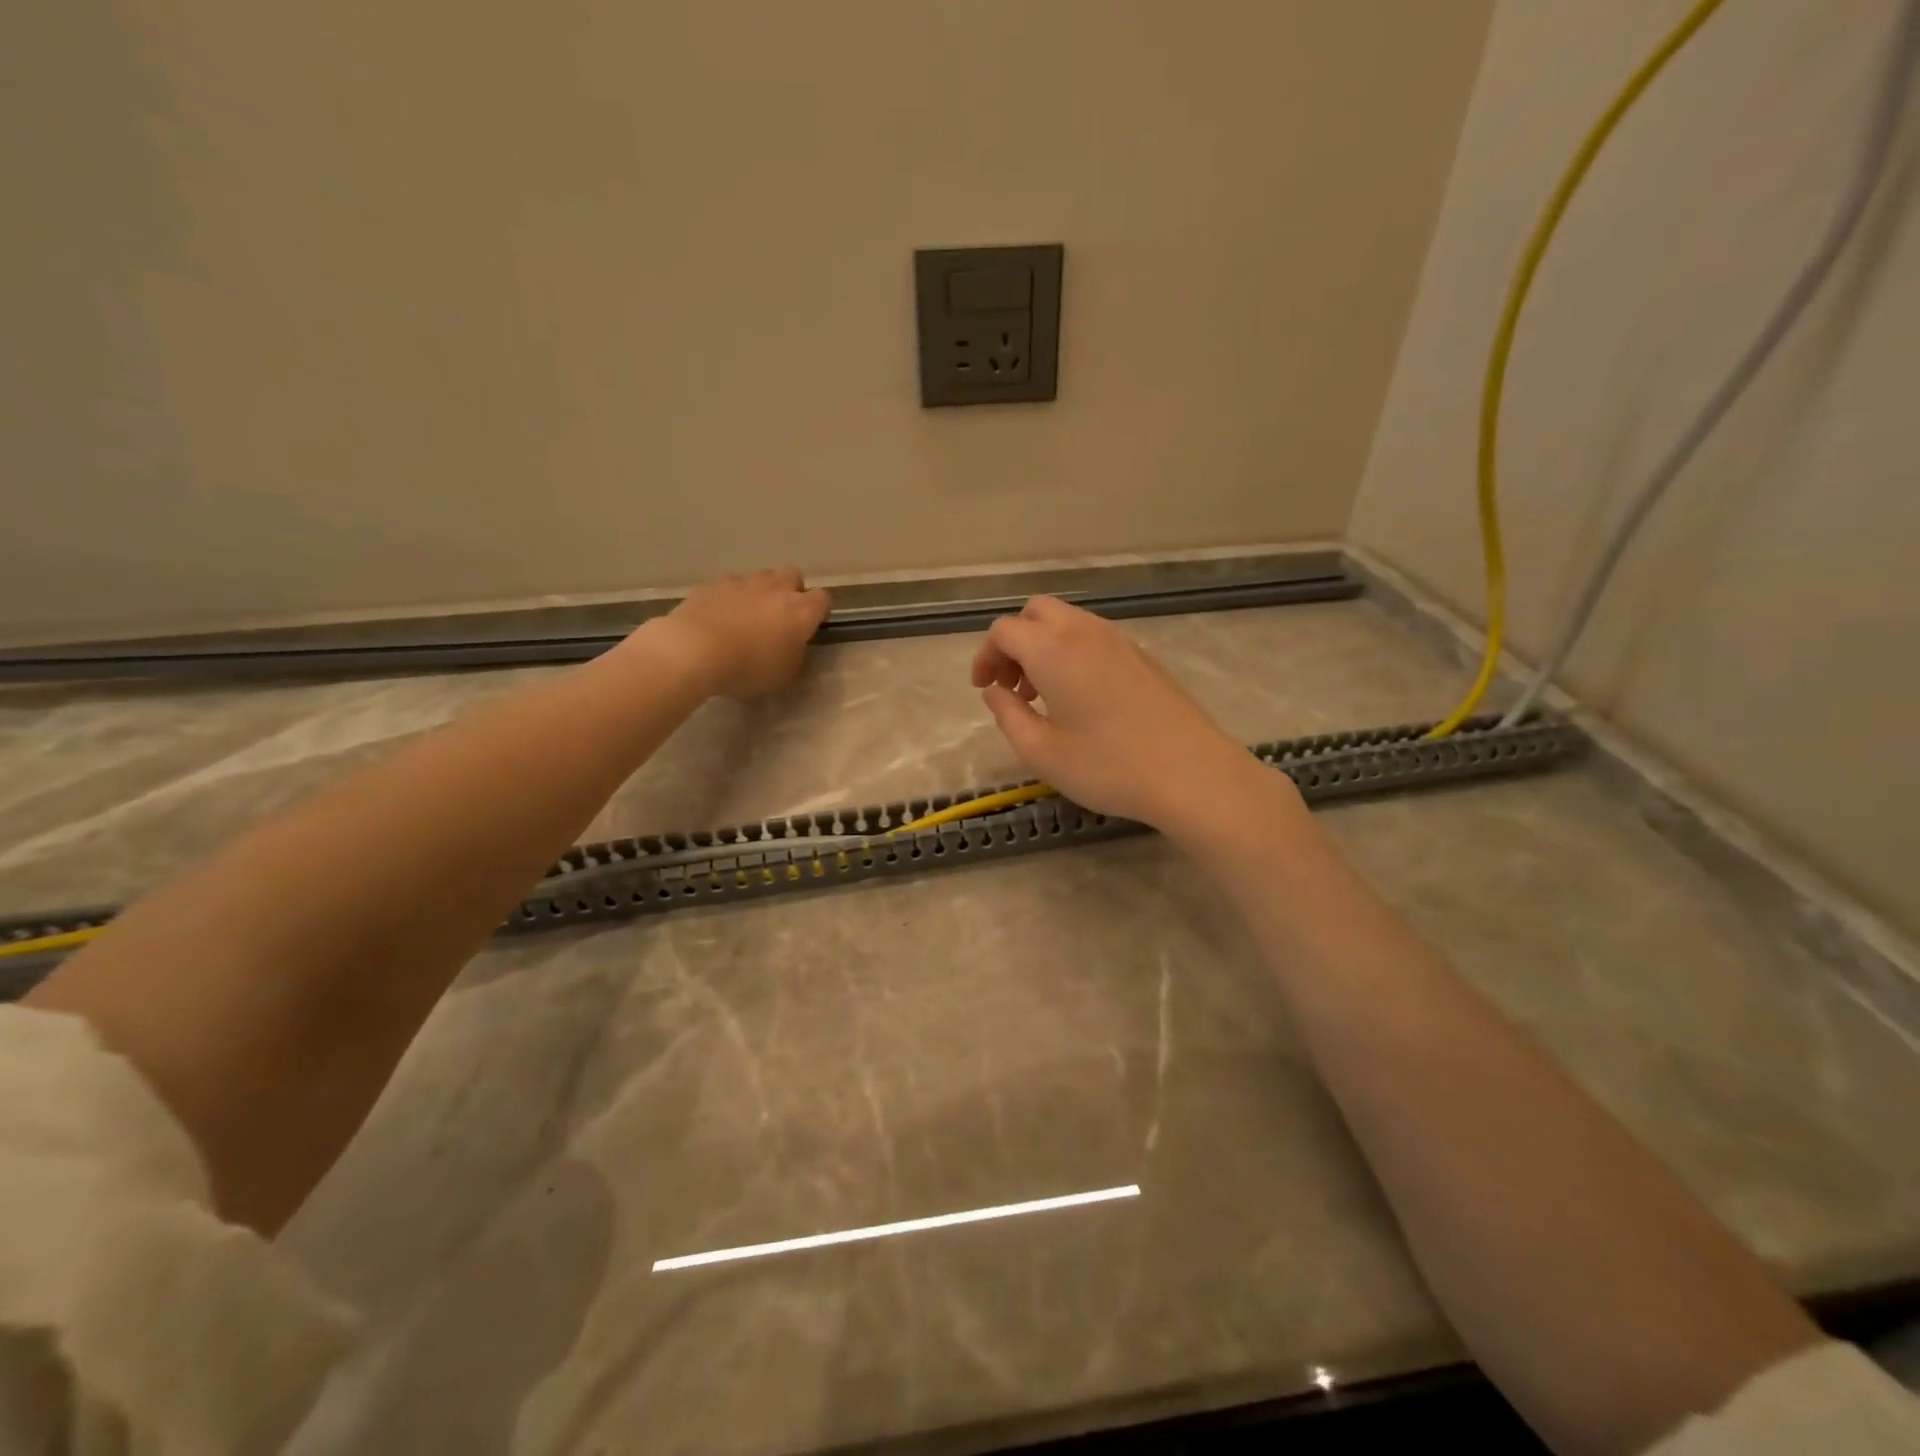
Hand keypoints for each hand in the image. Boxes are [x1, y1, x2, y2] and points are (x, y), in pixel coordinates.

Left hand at [650, 568, 829, 699]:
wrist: (694, 650)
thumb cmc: (748, 668)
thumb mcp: (783, 675)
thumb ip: (794, 656)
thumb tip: (791, 647)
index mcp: (800, 612)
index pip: (823, 599)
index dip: (819, 611)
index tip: (811, 626)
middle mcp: (776, 589)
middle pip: (793, 576)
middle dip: (791, 591)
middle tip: (780, 616)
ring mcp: (742, 583)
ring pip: (760, 577)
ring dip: (760, 592)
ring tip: (747, 616)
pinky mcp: (713, 584)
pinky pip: (729, 586)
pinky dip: (729, 598)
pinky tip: (719, 617)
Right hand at [970, 596, 1289, 834]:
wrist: (1193, 774)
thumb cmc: (1109, 766)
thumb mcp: (1041, 752)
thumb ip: (1008, 716)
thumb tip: (995, 692)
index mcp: (1054, 650)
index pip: (1005, 630)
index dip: (986, 656)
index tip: (985, 689)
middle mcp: (1085, 632)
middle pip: (1036, 612)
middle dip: (1014, 642)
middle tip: (1011, 686)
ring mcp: (1120, 641)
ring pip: (1068, 623)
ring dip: (1044, 648)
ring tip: (1044, 697)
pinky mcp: (1144, 657)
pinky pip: (1094, 639)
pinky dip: (1073, 654)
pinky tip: (1081, 700)